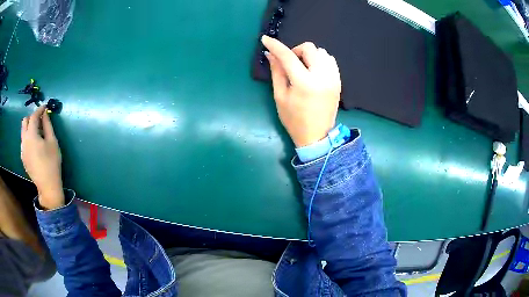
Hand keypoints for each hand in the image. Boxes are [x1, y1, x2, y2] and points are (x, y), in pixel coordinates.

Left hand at [21, 106, 63, 209]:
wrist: (47, 186)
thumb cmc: (52, 162)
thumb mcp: (52, 142)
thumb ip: (47, 125)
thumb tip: (45, 114)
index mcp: (31, 135)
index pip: (34, 116)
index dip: (39, 110)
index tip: (45, 107)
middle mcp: (24, 140)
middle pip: (25, 121)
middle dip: (32, 117)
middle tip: (40, 119)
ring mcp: (22, 150)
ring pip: (23, 132)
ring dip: (29, 127)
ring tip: (37, 132)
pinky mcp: (23, 157)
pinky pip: (23, 142)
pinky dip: (28, 137)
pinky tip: (34, 144)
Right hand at [262, 36, 340, 147]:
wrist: (317, 136)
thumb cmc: (294, 119)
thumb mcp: (280, 96)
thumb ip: (277, 72)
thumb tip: (270, 54)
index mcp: (304, 83)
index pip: (288, 56)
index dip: (275, 45)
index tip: (266, 39)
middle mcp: (322, 76)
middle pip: (309, 48)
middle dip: (296, 51)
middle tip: (290, 63)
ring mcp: (333, 78)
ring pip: (322, 52)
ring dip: (309, 55)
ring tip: (303, 68)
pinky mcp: (338, 81)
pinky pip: (330, 60)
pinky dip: (320, 60)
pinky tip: (314, 70)